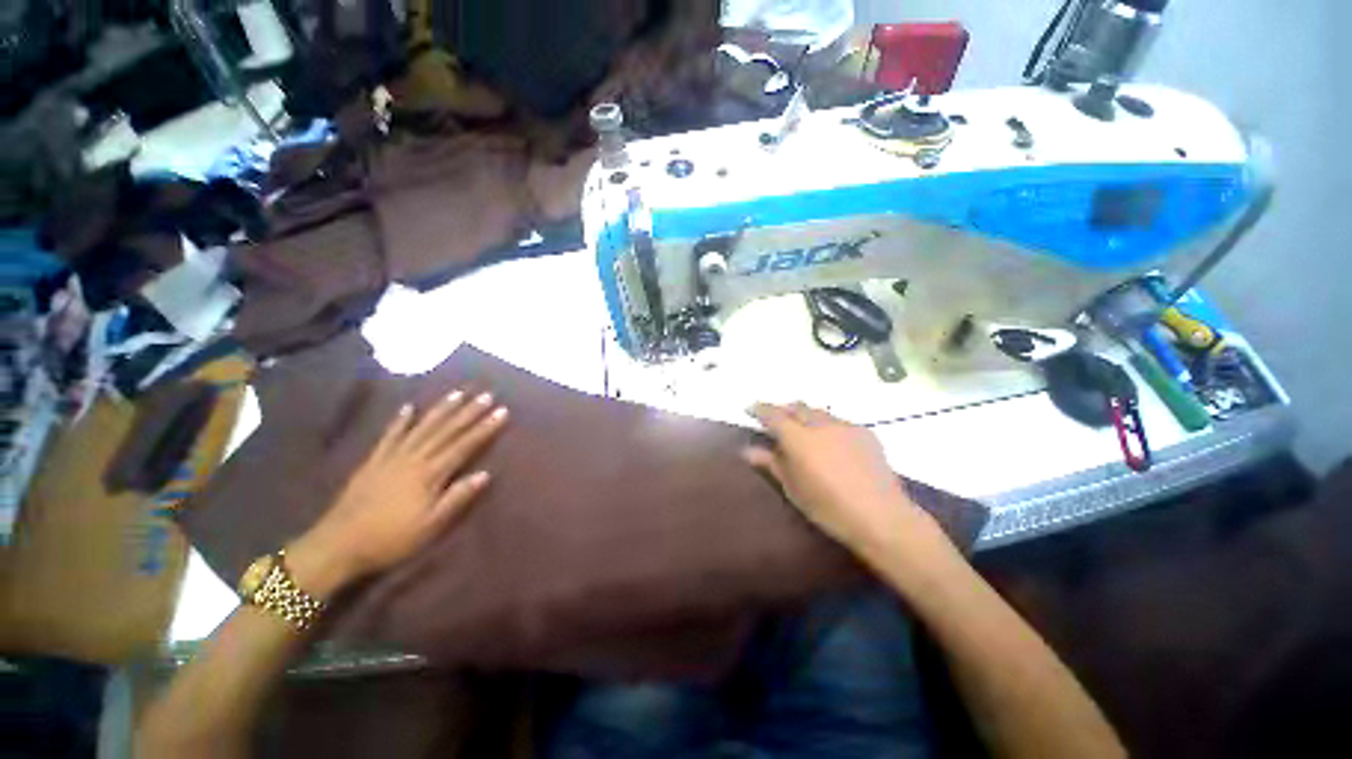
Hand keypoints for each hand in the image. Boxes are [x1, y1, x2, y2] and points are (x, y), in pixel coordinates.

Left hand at [288, 390, 508, 598]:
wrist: (339, 545)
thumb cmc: (392, 538)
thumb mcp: (431, 525)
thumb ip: (457, 498)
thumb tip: (485, 474)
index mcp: (430, 474)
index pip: (464, 445)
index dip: (484, 428)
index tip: (502, 411)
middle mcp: (414, 459)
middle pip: (446, 430)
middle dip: (468, 412)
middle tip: (486, 395)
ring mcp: (392, 457)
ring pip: (422, 427)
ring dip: (441, 409)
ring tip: (457, 394)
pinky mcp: (373, 461)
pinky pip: (389, 436)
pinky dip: (399, 421)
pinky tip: (408, 408)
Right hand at [742, 402, 940, 560]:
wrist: (881, 516)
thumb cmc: (828, 507)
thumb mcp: (793, 488)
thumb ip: (771, 463)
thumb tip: (748, 450)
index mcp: (798, 438)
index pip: (773, 414)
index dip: (760, 409)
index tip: (750, 409)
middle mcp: (820, 424)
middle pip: (796, 407)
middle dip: (783, 409)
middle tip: (775, 420)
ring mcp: (845, 426)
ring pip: (818, 412)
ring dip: (805, 416)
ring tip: (802, 429)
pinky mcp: (865, 432)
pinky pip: (839, 421)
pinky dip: (827, 425)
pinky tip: (830, 441)